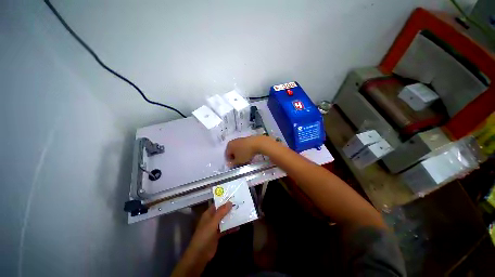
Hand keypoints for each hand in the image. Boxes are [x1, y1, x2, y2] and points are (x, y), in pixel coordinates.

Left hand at [171, 203, 232, 276]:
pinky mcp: (218, 235)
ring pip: (224, 220)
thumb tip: (230, 202)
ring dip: (231, 217)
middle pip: (221, 212)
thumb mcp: (213, 222)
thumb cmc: (205, 235)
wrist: (200, 255)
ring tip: (241, 213)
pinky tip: (239, 226)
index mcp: (208, 214)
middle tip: (239, 204)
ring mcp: (215, 227)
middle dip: (229, 208)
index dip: (224, 200)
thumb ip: (221, 212)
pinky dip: (231, 227)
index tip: (234, 197)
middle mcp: (211, 219)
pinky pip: (225, 229)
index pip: (217, 204)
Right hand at [225, 136, 266, 165]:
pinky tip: (250, 155)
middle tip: (241, 163)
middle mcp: (233, 141)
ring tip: (246, 160)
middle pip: (233, 152)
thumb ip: (233, 163)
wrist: (257, 143)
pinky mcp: (246, 139)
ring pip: (238, 150)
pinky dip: (245, 151)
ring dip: (241, 155)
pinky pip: (243, 147)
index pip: (227, 155)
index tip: (236, 165)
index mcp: (229, 146)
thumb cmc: (246, 152)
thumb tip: (229, 164)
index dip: (231, 161)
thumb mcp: (239, 161)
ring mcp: (240, 139)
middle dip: (236, 158)